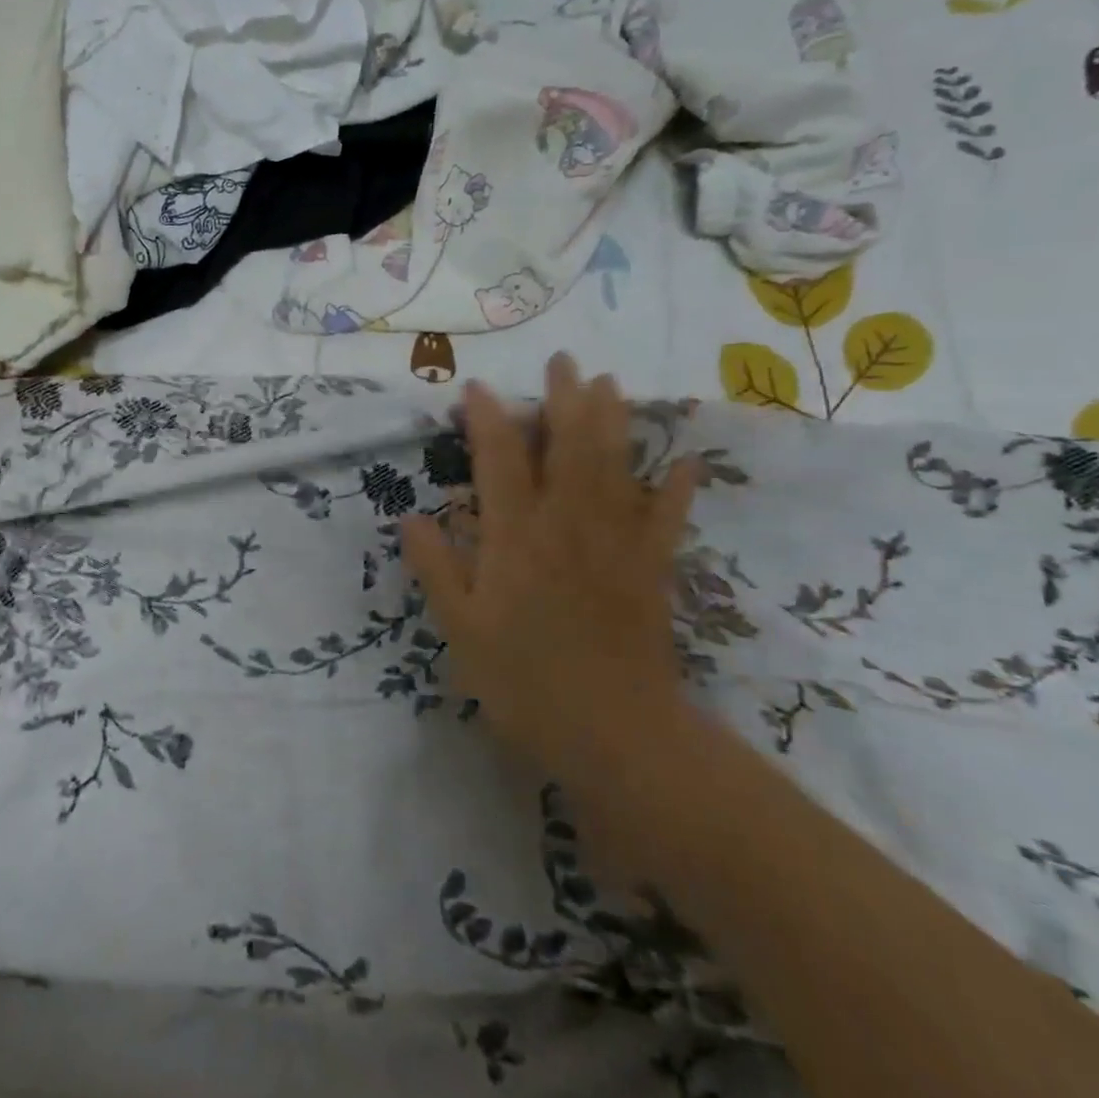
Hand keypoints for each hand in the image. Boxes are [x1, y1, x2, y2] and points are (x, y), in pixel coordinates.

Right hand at [401, 355, 697, 780]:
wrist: (617, 736)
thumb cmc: (525, 682)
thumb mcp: (461, 630)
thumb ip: (436, 568)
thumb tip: (412, 517)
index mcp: (516, 537)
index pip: (499, 461)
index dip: (488, 419)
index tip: (476, 388)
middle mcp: (567, 525)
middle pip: (568, 447)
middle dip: (563, 399)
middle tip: (563, 361)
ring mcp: (617, 544)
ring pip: (616, 467)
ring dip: (613, 420)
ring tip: (610, 383)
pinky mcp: (652, 570)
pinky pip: (667, 519)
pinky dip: (677, 488)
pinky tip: (686, 462)